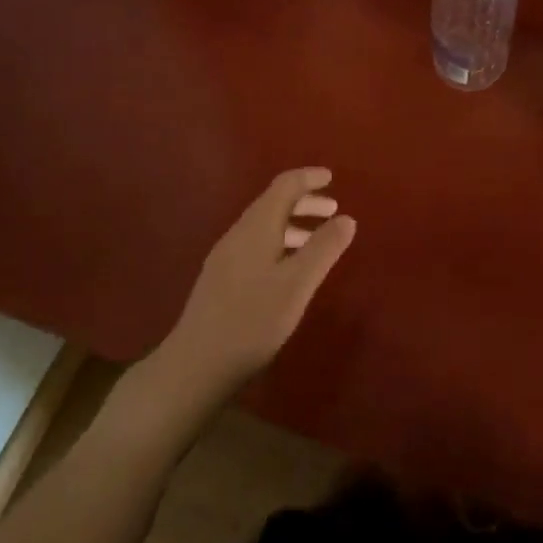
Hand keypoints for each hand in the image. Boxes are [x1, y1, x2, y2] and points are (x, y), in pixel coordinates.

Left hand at [164, 168, 356, 393]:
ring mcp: (226, 258)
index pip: (284, 186)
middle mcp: (238, 234)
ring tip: (319, 242)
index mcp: (257, 227)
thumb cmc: (252, 320)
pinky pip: (257, 246)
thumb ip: (324, 249)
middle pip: (273, 204)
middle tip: (334, 211)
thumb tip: (346, 218)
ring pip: (265, 227)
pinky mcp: (221, 280)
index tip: (332, 178)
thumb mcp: (297, 284)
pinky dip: (281, 243)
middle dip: (305, 202)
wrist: (196, 364)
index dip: (309, 178)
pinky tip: (290, 270)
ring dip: (294, 225)